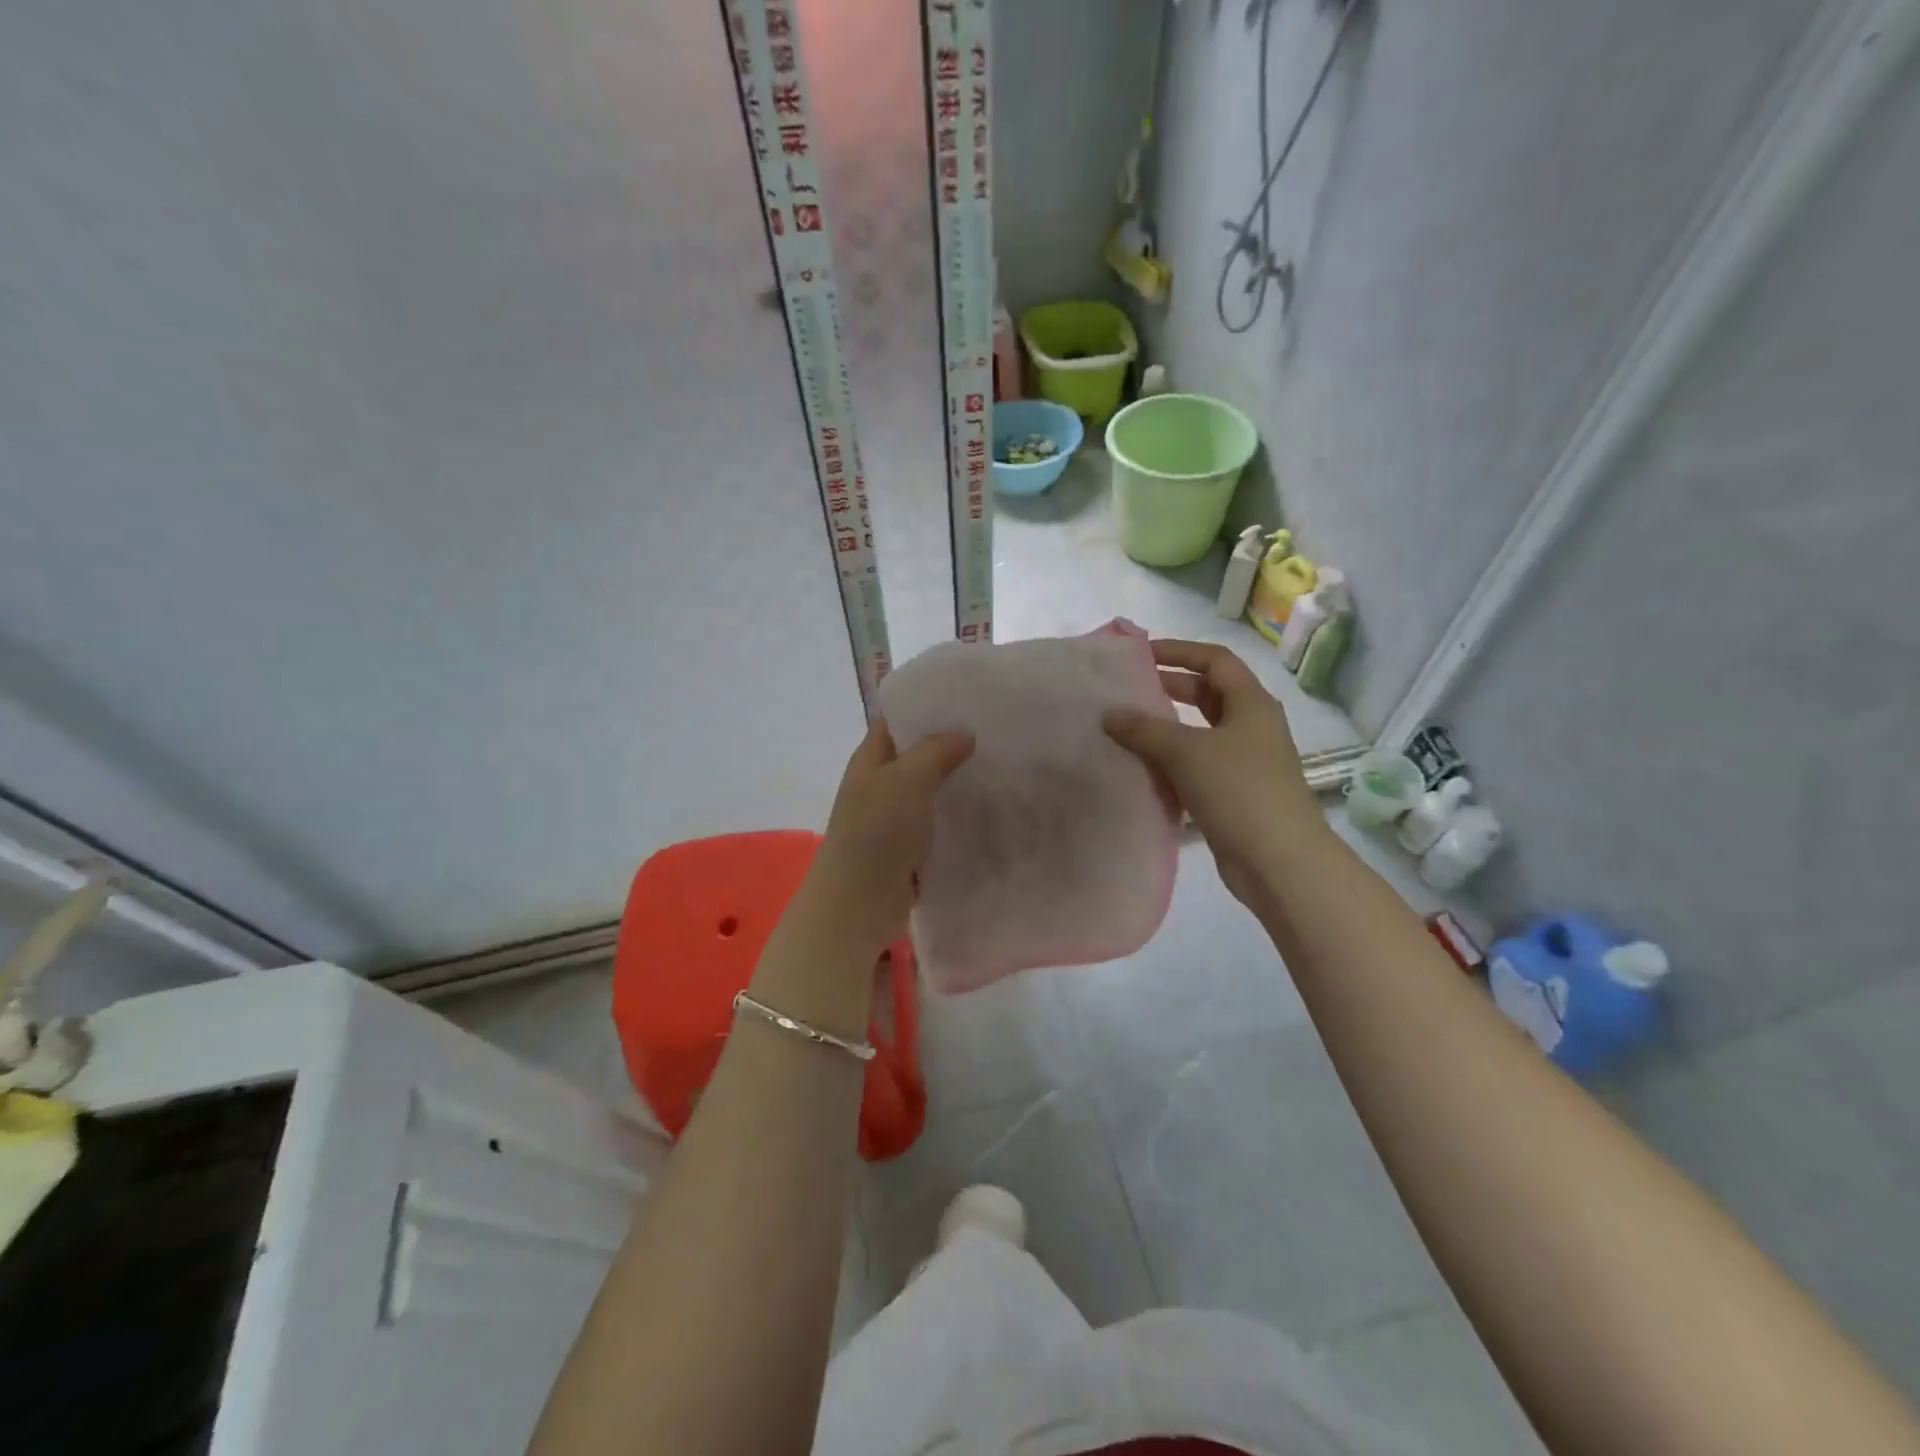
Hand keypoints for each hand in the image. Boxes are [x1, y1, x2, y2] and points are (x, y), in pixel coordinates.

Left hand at [787, 718, 974, 970]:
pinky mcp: (911, 846)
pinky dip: (958, 814)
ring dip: (959, 781)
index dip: (927, 706)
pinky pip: (938, 821)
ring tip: (1002, 766)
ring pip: (931, 789)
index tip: (969, 699)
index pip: (897, 719)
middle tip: (997, 732)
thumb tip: (964, 733)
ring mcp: (895, 817)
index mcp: (871, 759)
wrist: (858, 905)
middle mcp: (881, 783)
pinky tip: (991, 808)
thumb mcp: (905, 781)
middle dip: (952, 744)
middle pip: (918, 754)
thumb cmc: (876, 834)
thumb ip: (934, 751)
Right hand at [1103, 639, 1325, 908]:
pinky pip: (1199, 764)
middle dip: (1170, 687)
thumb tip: (1109, 714)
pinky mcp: (1236, 792)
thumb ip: (1144, 729)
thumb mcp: (1186, 751)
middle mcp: (1252, 725)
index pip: (1215, 660)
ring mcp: (1246, 760)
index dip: (1179, 651)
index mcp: (1251, 703)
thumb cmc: (1238, 790)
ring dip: (1169, 727)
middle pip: (1209, 693)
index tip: (1141, 655)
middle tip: (1129, 690)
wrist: (1278, 860)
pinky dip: (1173, 759)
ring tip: (1128, 727)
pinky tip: (1144, 767)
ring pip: (1202, 731)